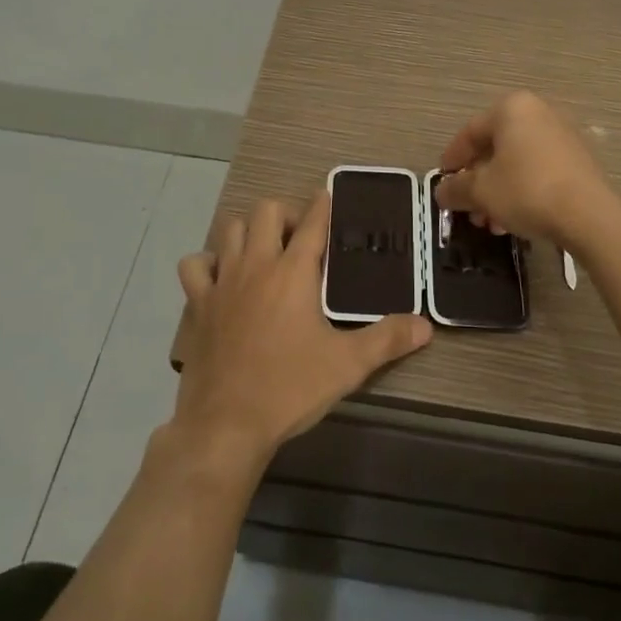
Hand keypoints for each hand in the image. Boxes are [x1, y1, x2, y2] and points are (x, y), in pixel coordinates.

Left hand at [173, 192, 432, 468]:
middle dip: (284, 214)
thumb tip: (426, 325)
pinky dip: (207, 263)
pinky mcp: (199, 304)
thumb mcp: (348, 365)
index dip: (322, 205)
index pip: (312, 223)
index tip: (326, 195)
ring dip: (247, 232)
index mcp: (293, 272)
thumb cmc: (290, 388)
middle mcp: (256, 265)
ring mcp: (223, 282)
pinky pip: (195, 266)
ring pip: (229, 230)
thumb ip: (388, 340)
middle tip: (299, 238)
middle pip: (265, 211)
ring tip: (264, 252)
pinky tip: (220, 277)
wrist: (226, 424)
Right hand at [436, 92, 620, 251]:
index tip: (443, 182)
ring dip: (497, 191)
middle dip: (477, 181)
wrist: (590, 215)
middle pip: (494, 148)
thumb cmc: (526, 191)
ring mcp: (561, 134)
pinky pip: (538, 169)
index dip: (452, 159)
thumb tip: (442, 191)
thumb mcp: (481, 191)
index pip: (470, 132)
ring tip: (490, 222)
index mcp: (511, 109)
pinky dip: (521, 189)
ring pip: (516, 162)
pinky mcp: (578, 159)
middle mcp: (538, 113)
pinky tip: (514, 220)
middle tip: (467, 209)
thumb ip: (455, 188)